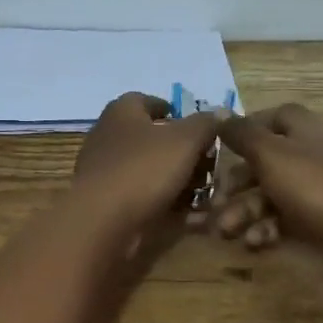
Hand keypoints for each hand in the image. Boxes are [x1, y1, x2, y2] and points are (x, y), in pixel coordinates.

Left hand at [71, 92, 225, 234]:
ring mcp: (105, 171)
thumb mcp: (185, 140)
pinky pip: (142, 197)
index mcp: (122, 112)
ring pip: (148, 170)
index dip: (172, 110)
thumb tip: (219, 114)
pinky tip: (189, 216)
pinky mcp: (106, 202)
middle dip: (181, 150)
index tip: (195, 126)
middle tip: (208, 163)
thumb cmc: (144, 169)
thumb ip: (205, 124)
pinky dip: (165, 204)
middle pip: (150, 138)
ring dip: (176, 180)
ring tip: (204, 191)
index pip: (146, 100)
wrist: (103, 221)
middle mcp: (108, 137)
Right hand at [208, 103, 322, 263]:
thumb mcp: (270, 154)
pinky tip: (255, 242)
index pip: (270, 118)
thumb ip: (241, 134)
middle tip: (214, 204)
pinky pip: (282, 220)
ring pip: (268, 195)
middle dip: (235, 185)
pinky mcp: (316, 221)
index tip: (220, 149)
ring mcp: (313, 189)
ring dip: (243, 212)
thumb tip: (219, 112)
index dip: (244, 131)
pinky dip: (265, 229)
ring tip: (226, 231)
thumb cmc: (315, 184)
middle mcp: (307, 155)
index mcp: (300, 130)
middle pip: (262, 163)